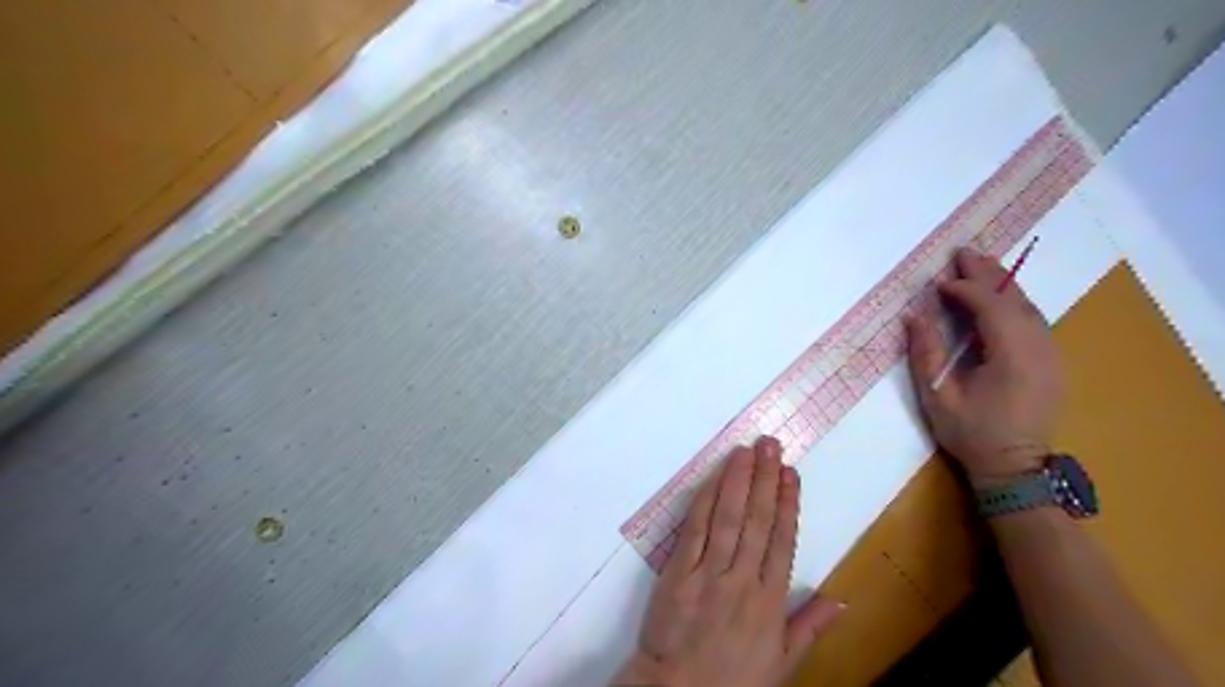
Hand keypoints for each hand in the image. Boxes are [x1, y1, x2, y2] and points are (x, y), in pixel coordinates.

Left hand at [611, 439, 842, 686]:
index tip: (791, 473)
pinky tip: (713, 479)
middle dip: (765, 479)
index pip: (783, 540)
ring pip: (728, 518)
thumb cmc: (732, 679)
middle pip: (758, 520)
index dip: (788, 503)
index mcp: (771, 601)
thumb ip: (809, 626)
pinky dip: (705, 501)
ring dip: (738, 481)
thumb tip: (842, 600)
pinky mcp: (679, 571)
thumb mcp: (781, 662)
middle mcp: (743, 580)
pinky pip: (695, 529)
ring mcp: (709, 573)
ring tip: (746, 451)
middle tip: (770, 445)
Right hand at [902, 248, 1068, 483]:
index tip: (938, 283)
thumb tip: (914, 316)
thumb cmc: (971, 434)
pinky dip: (1012, 301)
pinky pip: (1033, 320)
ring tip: (978, 265)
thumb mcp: (938, 397)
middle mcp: (1039, 348)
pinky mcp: (1051, 361)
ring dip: (1002, 284)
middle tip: (963, 252)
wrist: (1014, 468)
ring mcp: (1051, 354)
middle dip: (987, 273)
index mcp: (1012, 356)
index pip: (991, 307)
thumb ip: (926, 353)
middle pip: (1015, 299)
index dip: (964, 289)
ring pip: (1028, 307)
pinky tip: (997, 296)